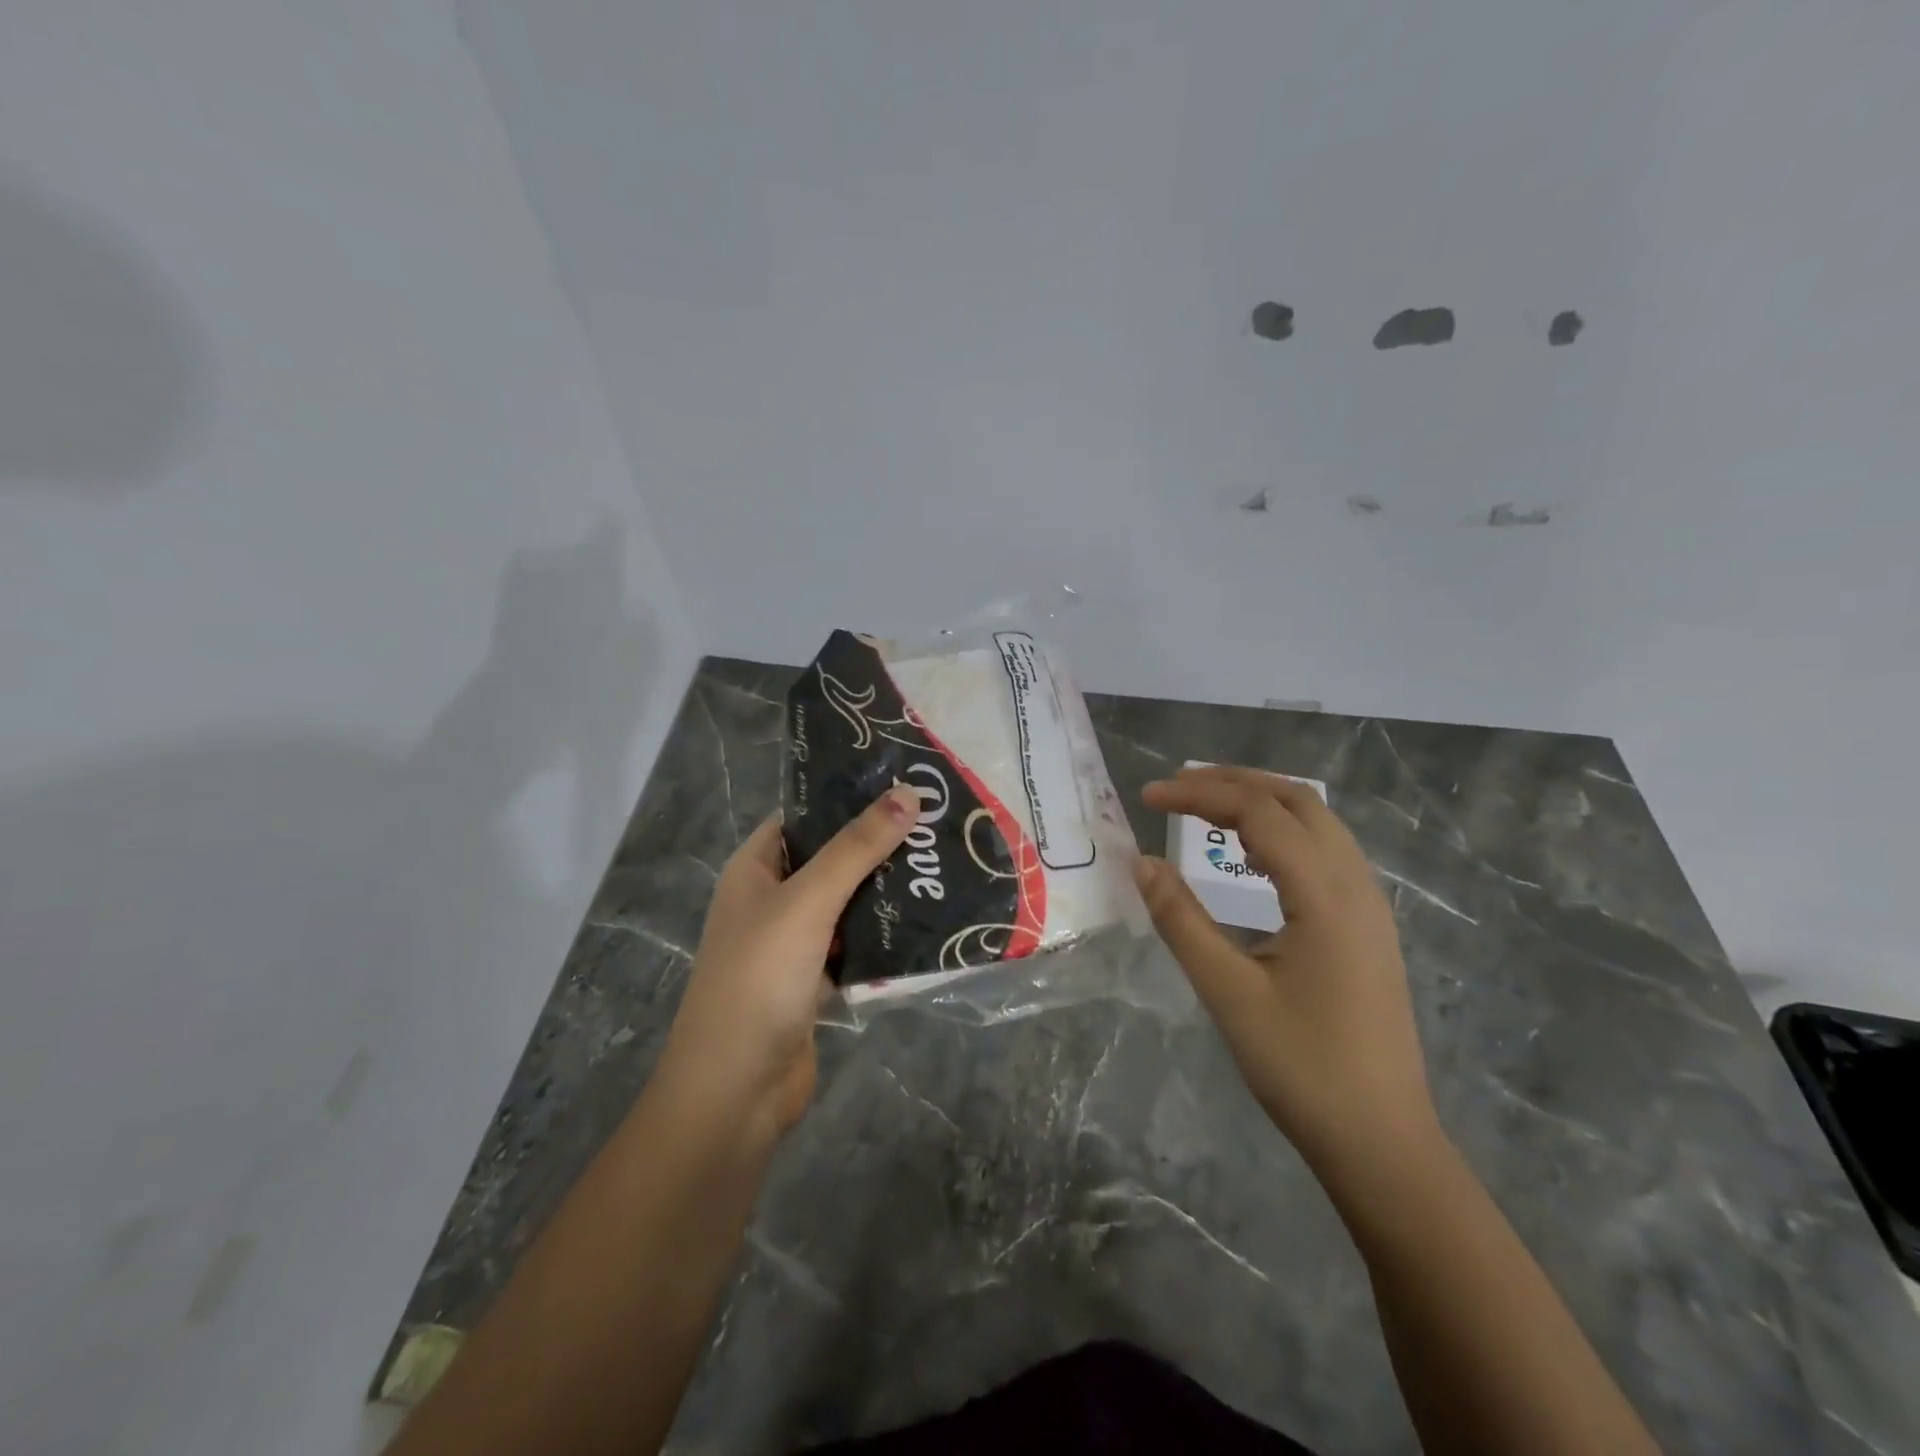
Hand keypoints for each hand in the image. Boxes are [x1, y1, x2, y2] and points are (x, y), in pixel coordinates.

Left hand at [662, 784, 919, 1136]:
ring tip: (943, 865)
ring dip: (886, 892)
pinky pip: (855, 945)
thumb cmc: (760, 978)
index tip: (903, 784)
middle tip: (937, 824)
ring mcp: (793, 943)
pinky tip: (928, 922)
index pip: (803, 817)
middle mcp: (772, 899)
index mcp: (755, 869)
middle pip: (830, 859)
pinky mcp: (815, 981)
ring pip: (847, 904)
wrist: (735, 1091)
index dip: (846, 798)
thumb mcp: (808, 902)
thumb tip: (907, 792)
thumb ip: (856, 848)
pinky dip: (883, 936)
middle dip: (878, 846)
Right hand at [1136, 765, 1441, 1183]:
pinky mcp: (1368, 926)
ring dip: (1261, 800)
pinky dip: (1281, 829)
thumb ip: (1181, 920)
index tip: (1147, 797)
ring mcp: (1369, 905)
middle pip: (1297, 800)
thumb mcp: (1229, 993)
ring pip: (1317, 821)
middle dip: (1233, 781)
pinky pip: (1326, 850)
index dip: (1199, 794)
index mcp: (1326, 896)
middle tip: (1176, 789)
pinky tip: (1251, 852)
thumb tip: (1141, 863)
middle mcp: (1356, 886)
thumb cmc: (1302, 1068)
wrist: (1382, 1142)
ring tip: (1205, 806)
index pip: (1259, 812)